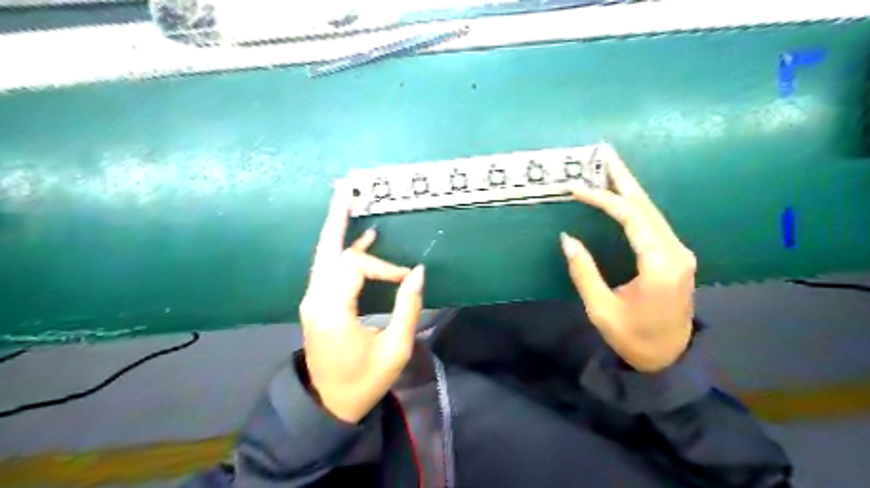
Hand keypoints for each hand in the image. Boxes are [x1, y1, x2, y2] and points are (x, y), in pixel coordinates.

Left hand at [299, 183, 425, 423]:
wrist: (329, 404)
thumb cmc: (364, 381)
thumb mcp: (395, 348)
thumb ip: (408, 307)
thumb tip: (418, 271)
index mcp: (331, 310)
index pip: (356, 267)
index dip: (384, 267)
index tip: (407, 280)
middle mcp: (315, 298)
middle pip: (327, 249)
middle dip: (337, 218)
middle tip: (345, 188)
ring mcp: (312, 300)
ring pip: (324, 255)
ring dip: (337, 229)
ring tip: (348, 202)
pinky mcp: (317, 303)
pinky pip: (328, 269)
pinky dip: (342, 250)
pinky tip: (360, 240)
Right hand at [561, 143, 697, 371]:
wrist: (670, 358)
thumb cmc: (633, 338)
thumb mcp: (601, 309)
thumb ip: (584, 272)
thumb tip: (568, 238)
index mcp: (660, 265)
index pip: (631, 218)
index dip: (603, 199)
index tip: (576, 188)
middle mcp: (676, 252)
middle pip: (647, 206)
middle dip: (623, 178)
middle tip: (604, 153)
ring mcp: (679, 252)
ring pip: (652, 211)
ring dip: (629, 188)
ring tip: (609, 167)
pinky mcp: (675, 256)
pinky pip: (653, 223)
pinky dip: (635, 205)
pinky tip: (622, 196)